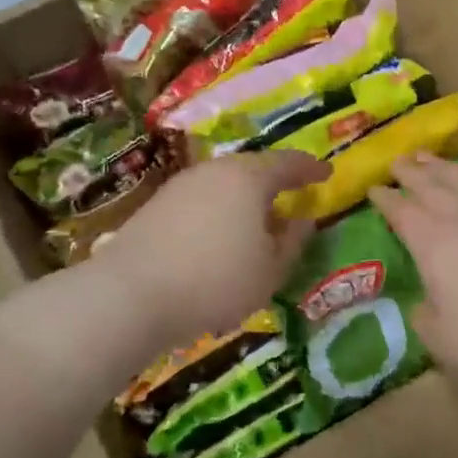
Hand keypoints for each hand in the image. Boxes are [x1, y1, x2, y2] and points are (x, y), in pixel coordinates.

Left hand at [95, 150, 329, 345]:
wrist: (130, 294)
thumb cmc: (216, 282)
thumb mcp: (271, 271)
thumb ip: (293, 242)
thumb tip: (303, 219)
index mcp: (249, 179)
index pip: (289, 163)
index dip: (311, 168)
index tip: (326, 174)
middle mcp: (215, 171)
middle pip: (252, 168)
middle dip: (275, 180)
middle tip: (292, 194)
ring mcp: (181, 185)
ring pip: (224, 182)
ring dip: (244, 196)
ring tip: (257, 219)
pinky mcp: (156, 205)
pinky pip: (202, 198)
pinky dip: (219, 210)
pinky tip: (220, 234)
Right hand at [370, 155, 457, 390]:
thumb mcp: (440, 338)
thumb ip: (425, 316)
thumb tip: (425, 304)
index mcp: (433, 243)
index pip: (402, 212)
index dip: (385, 199)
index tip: (374, 189)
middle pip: (431, 185)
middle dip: (410, 172)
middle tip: (397, 162)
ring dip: (442, 165)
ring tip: (429, 157)